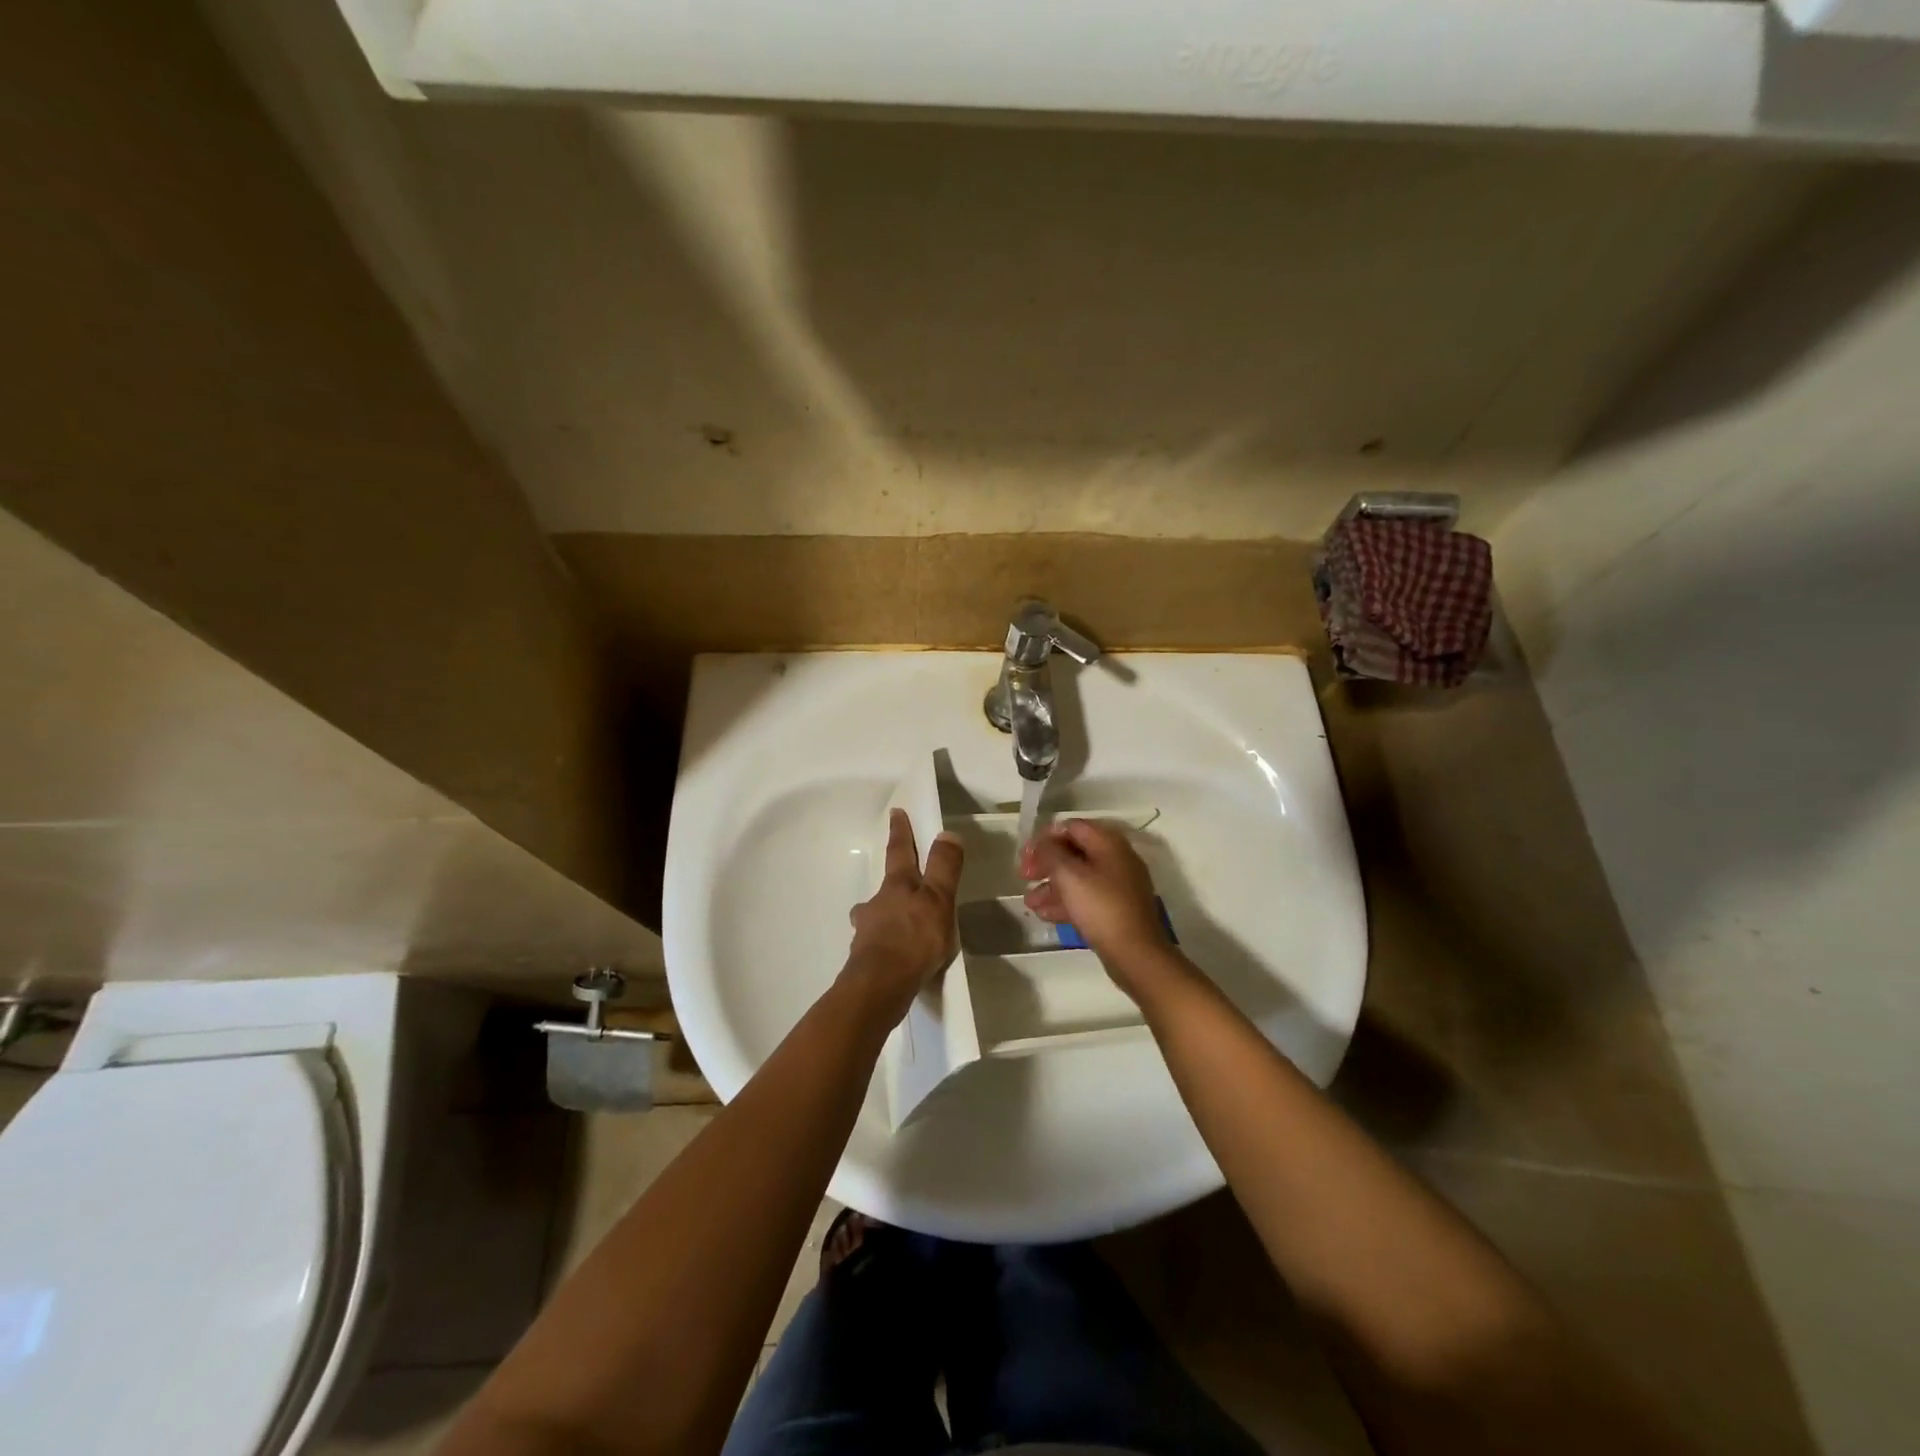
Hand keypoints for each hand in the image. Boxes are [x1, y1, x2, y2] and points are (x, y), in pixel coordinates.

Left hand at [844, 809, 963, 1015]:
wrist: (881, 985)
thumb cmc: (914, 938)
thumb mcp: (939, 900)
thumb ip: (944, 868)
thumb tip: (947, 833)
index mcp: (898, 886)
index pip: (900, 851)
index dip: (900, 832)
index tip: (895, 813)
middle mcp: (877, 904)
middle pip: (885, 886)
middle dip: (892, 881)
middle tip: (898, 882)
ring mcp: (867, 931)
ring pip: (876, 916)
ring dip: (885, 915)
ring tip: (898, 925)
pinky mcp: (866, 959)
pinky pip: (878, 944)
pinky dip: (886, 944)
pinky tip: (895, 956)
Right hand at [1020, 820, 1170, 984]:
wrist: (1135, 953)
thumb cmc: (1100, 907)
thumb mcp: (1069, 875)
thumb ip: (1050, 852)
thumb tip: (1042, 843)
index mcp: (1109, 843)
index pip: (1071, 827)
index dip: (1045, 837)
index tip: (1026, 855)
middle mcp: (1116, 859)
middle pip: (1074, 852)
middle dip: (1046, 863)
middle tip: (1024, 876)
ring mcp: (1118, 886)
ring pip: (1078, 877)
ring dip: (1051, 886)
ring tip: (1029, 902)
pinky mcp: (1116, 909)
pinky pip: (1086, 898)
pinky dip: (1065, 902)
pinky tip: (1043, 914)